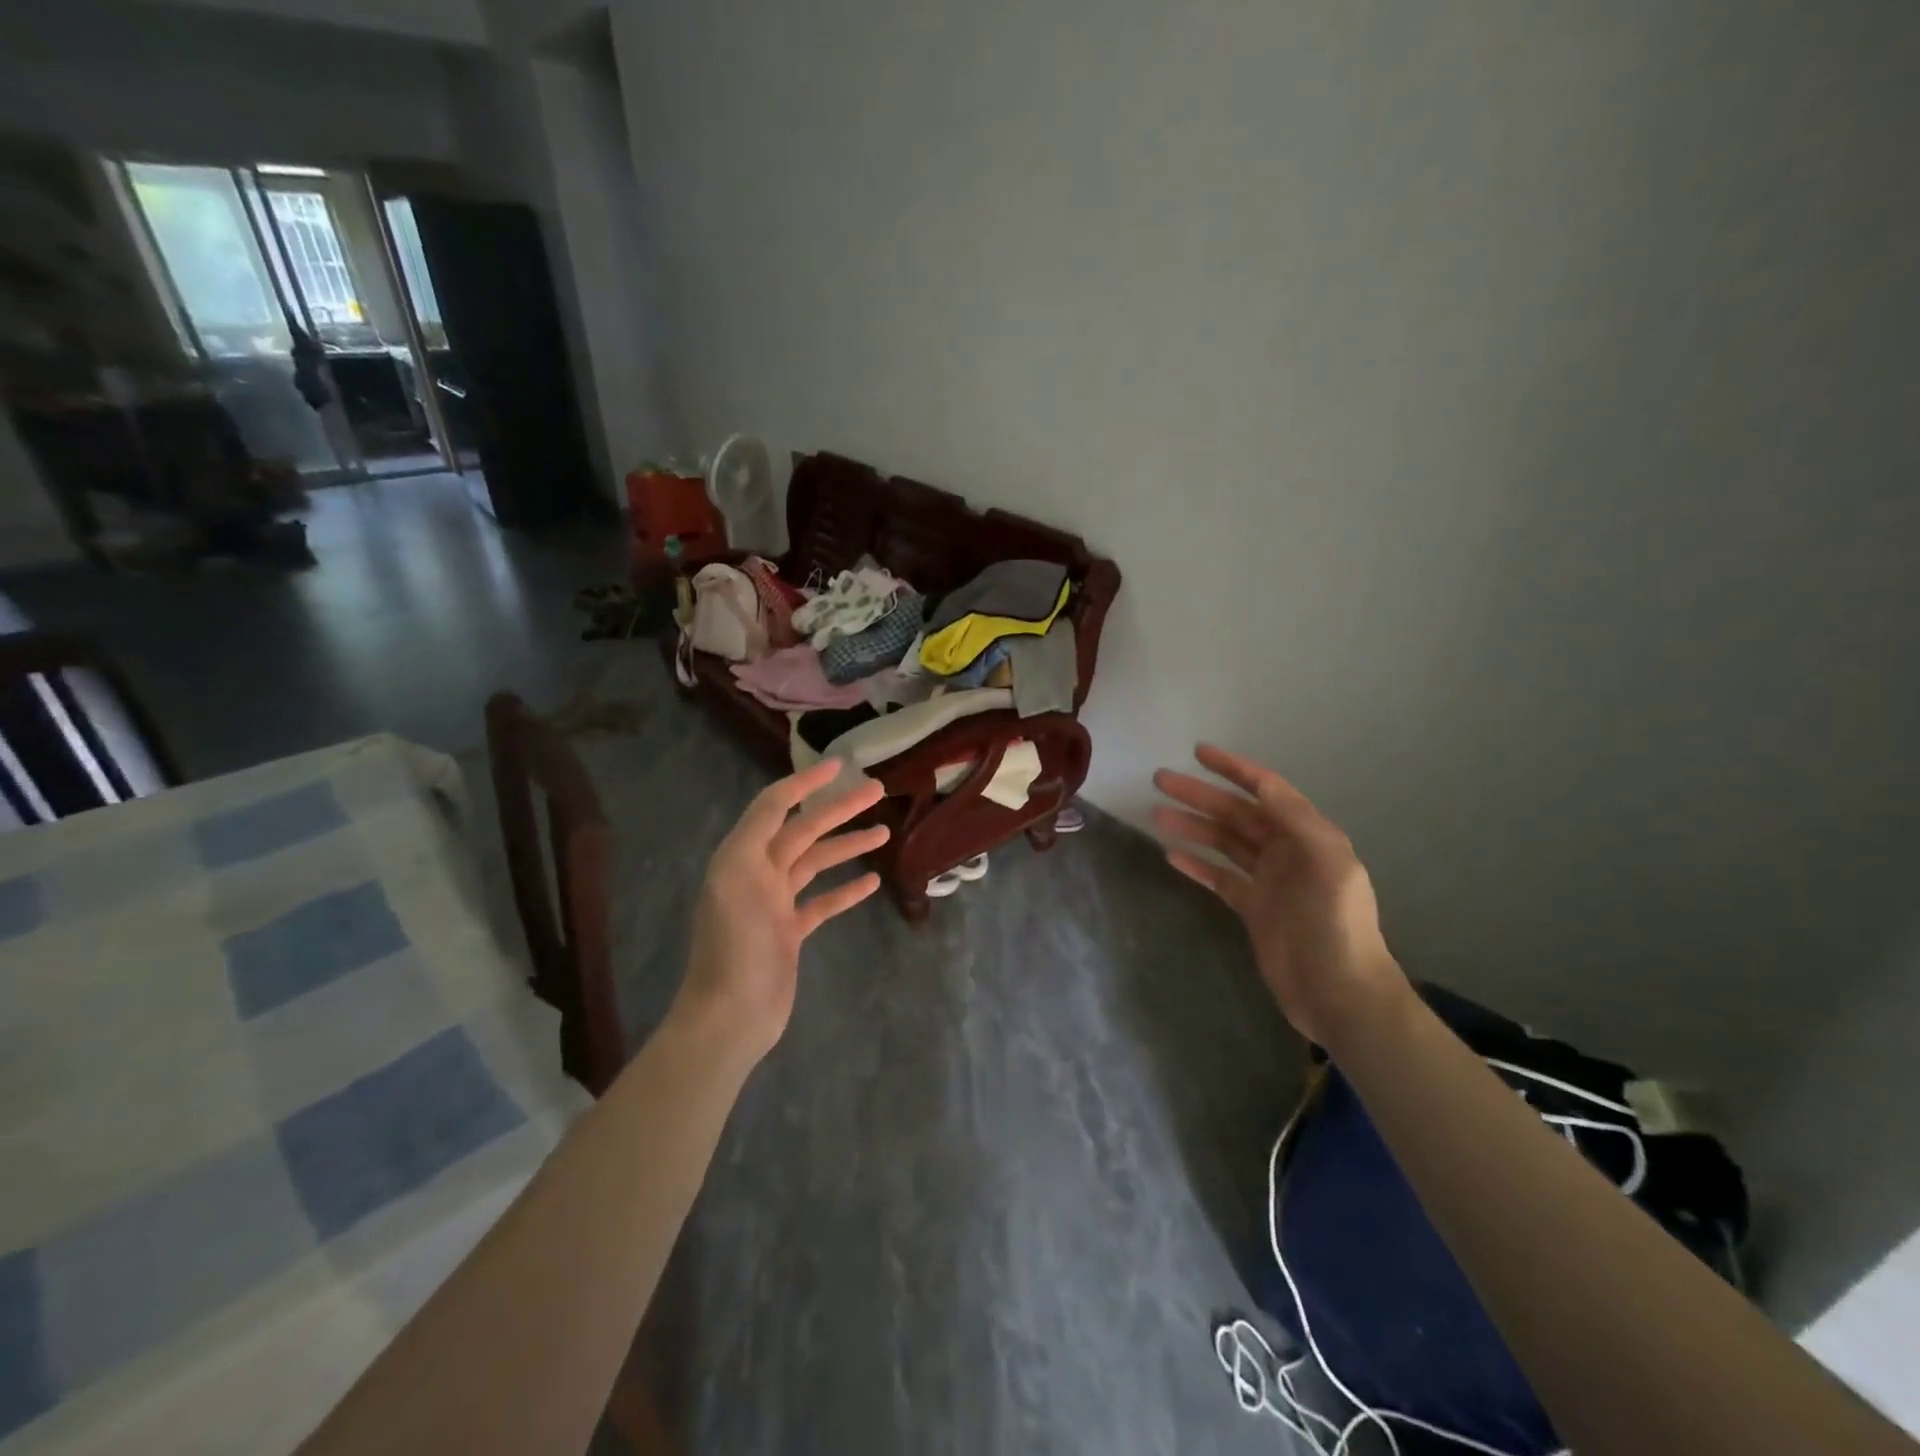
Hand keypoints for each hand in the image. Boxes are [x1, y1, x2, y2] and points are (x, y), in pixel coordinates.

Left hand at [677, 761, 888, 1062]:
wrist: (730, 1015)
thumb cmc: (735, 945)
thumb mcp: (736, 877)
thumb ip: (757, 833)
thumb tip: (783, 798)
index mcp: (742, 856)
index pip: (774, 805)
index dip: (804, 782)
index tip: (839, 764)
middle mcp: (757, 873)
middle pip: (804, 830)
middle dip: (838, 808)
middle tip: (877, 790)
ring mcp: (775, 904)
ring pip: (816, 862)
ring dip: (848, 845)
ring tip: (884, 831)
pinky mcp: (790, 932)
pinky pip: (822, 901)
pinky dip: (845, 889)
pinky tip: (871, 881)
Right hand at [1152, 744, 1405, 1047]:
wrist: (1339, 992)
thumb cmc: (1335, 924)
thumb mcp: (1327, 862)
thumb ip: (1295, 819)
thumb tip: (1261, 784)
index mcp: (1307, 835)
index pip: (1266, 790)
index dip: (1234, 769)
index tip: (1199, 752)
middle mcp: (1286, 851)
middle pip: (1236, 814)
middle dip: (1200, 795)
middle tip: (1160, 780)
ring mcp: (1268, 881)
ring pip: (1223, 843)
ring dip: (1192, 826)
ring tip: (1156, 815)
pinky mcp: (1252, 909)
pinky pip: (1219, 878)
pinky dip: (1196, 865)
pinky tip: (1170, 854)